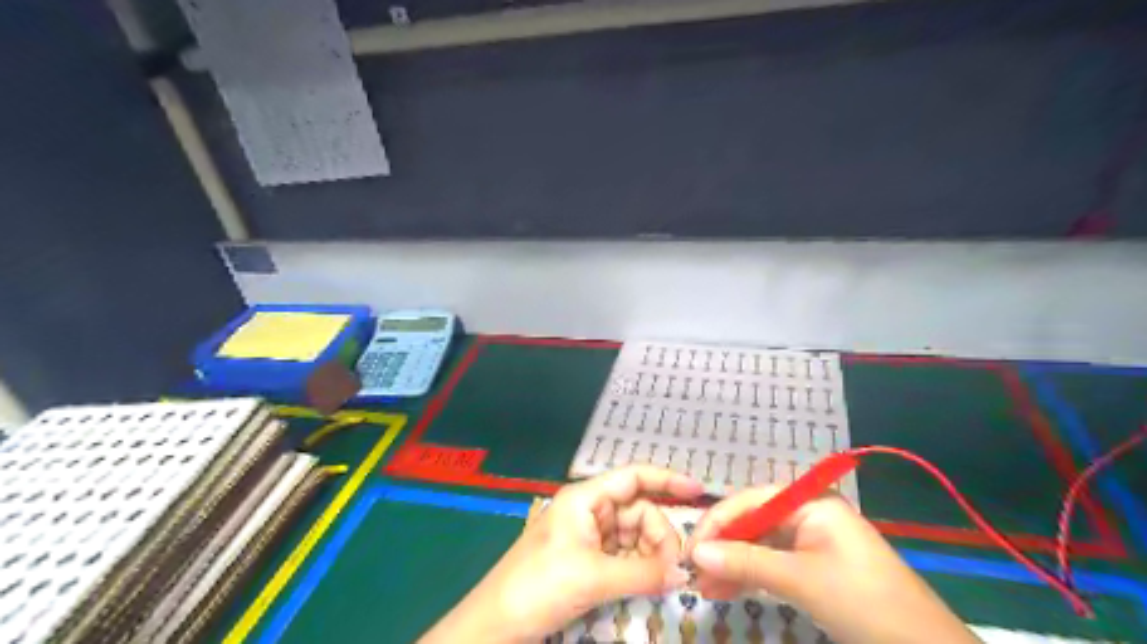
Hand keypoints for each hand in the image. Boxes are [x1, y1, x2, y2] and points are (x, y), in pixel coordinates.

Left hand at [421, 466, 703, 639]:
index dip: (666, 479)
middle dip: (660, 534)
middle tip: (675, 566)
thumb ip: (643, 573)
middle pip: (638, 510)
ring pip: (634, 535)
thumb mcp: (593, 577)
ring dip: (651, 554)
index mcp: (585, 498)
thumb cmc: (539, 585)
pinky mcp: (588, 560)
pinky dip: (640, 567)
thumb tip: (682, 573)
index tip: (698, 490)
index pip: (632, 477)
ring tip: (663, 578)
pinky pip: (624, 556)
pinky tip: (650, 582)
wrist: (497, 624)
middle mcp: (589, 511)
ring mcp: (588, 536)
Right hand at [685, 489, 981, 642]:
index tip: (690, 547)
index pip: (751, 501)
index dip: (718, 522)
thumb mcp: (800, 580)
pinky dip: (750, 577)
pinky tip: (725, 589)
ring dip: (732, 564)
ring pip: (760, 546)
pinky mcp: (814, 567)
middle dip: (723, 547)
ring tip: (703, 586)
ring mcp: (811, 541)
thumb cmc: (863, 602)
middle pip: (753, 523)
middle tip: (692, 571)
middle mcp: (808, 514)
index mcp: (810, 502)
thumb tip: (697, 550)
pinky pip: (773, 564)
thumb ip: (746, 561)